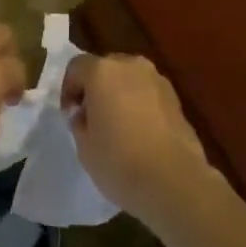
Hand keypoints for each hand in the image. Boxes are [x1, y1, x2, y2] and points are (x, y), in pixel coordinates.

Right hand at [61, 53, 217, 228]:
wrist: (174, 181)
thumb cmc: (119, 162)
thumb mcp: (84, 147)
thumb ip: (80, 123)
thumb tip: (84, 115)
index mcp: (102, 71)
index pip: (76, 67)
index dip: (69, 89)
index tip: (70, 115)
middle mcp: (130, 65)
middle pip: (105, 68)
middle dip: (96, 88)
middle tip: (92, 117)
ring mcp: (157, 79)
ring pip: (129, 79)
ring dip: (120, 95)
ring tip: (117, 126)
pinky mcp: (176, 98)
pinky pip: (148, 93)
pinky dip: (139, 104)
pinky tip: (139, 133)